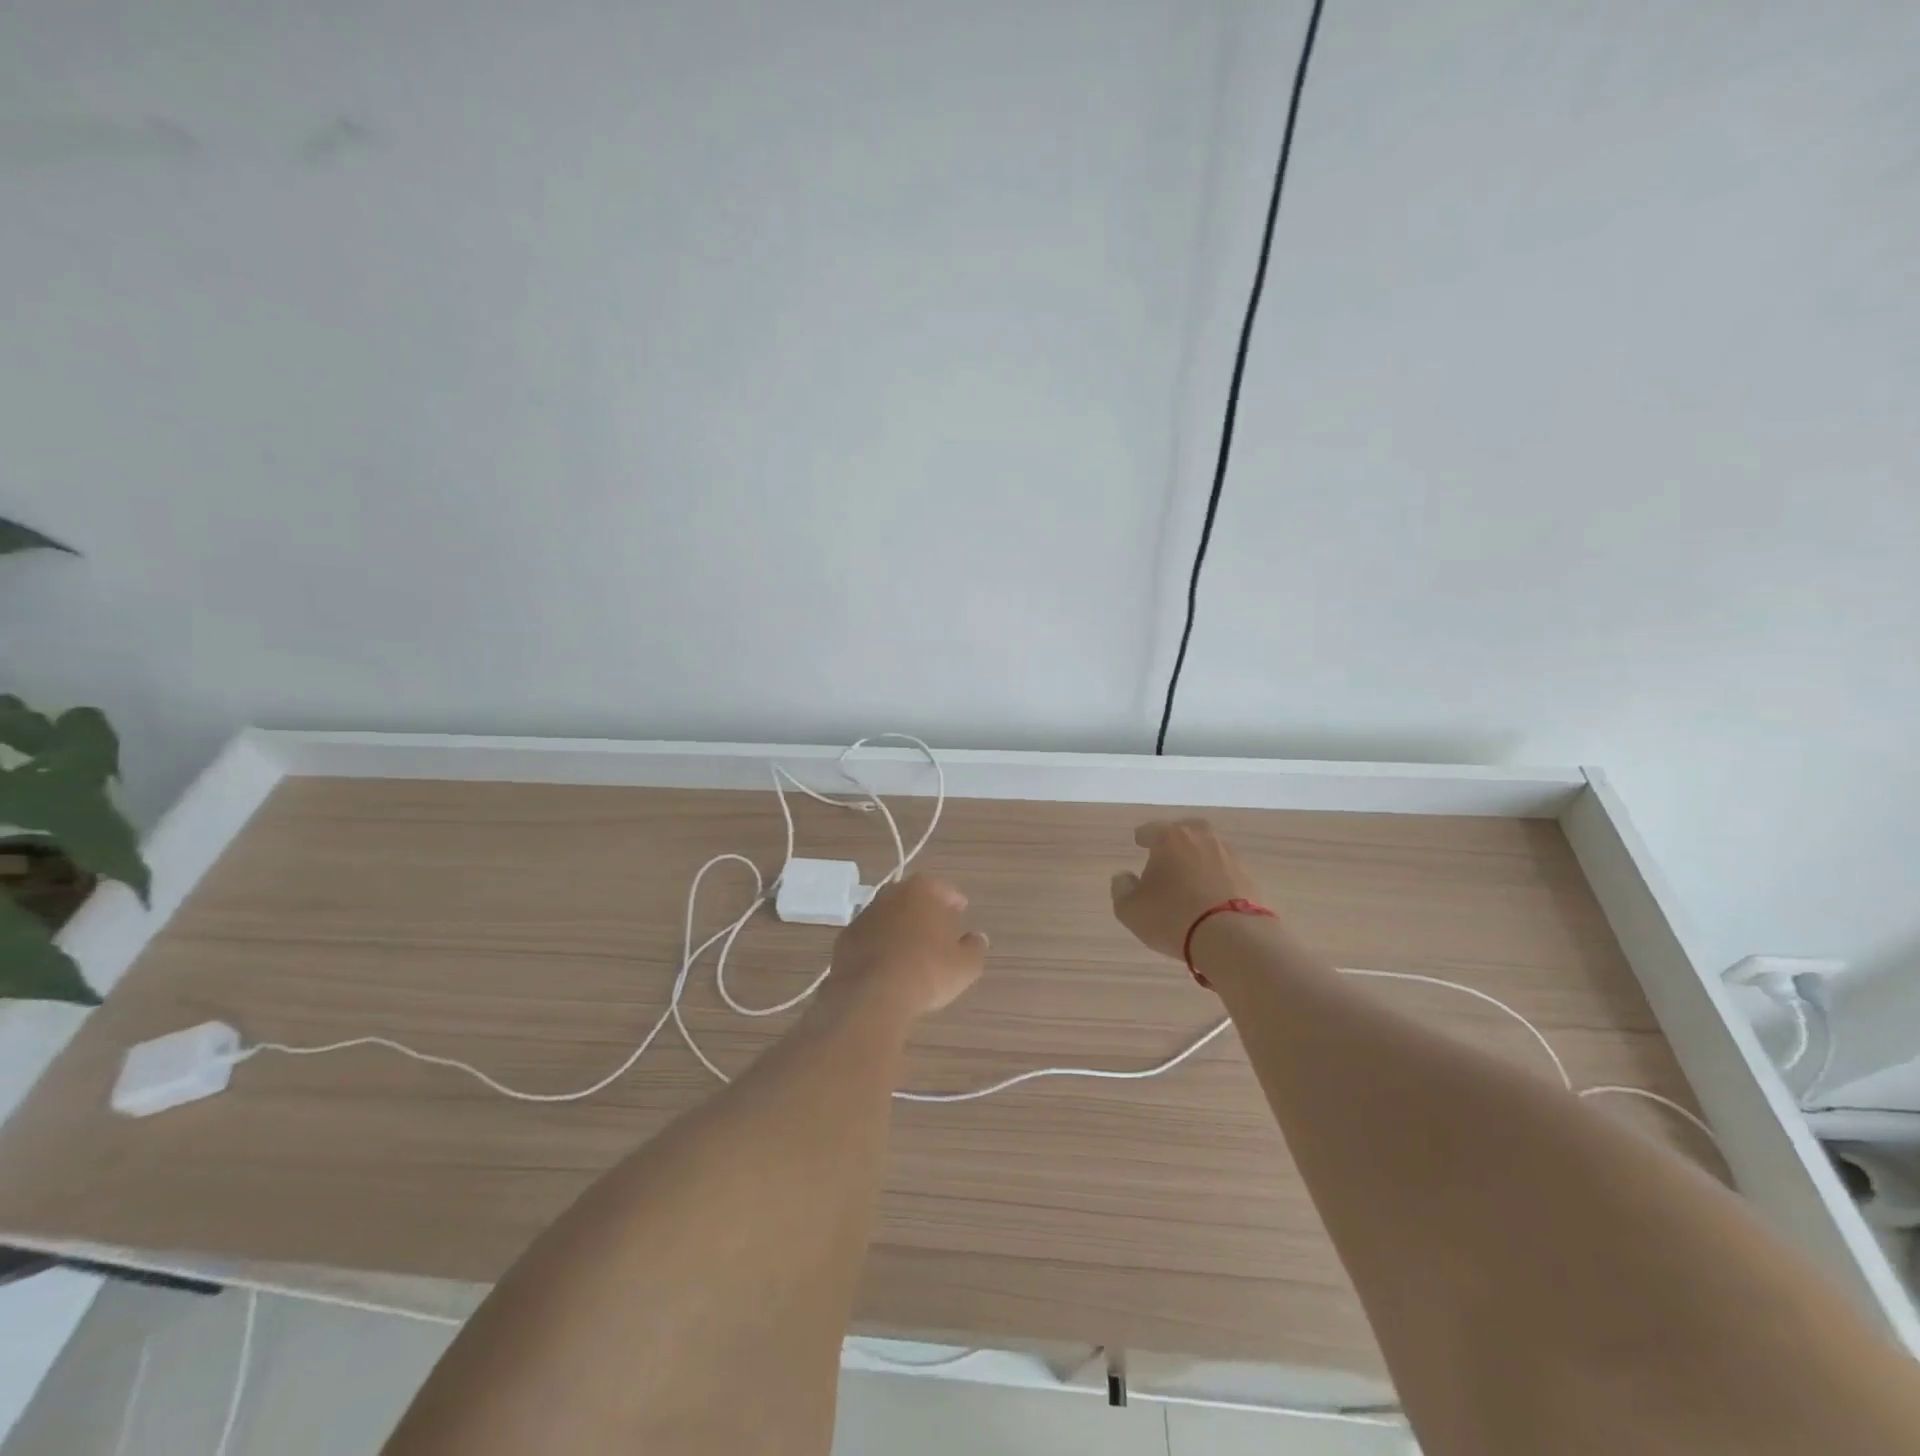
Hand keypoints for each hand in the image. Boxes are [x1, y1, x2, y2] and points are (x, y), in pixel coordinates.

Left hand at [824, 875, 988, 1020]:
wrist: (872, 995)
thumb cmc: (927, 972)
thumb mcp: (966, 965)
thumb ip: (975, 947)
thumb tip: (977, 937)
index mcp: (922, 890)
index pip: (943, 889)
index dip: (954, 902)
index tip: (960, 913)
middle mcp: (891, 894)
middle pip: (913, 898)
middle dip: (924, 911)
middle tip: (937, 931)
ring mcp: (865, 915)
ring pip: (889, 916)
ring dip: (899, 928)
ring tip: (911, 952)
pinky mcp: (845, 938)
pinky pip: (870, 937)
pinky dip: (879, 946)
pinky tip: (887, 966)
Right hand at [1110, 819, 1266, 959]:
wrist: (1233, 939)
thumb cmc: (1172, 917)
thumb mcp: (1131, 909)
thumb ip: (1122, 889)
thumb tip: (1124, 877)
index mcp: (1170, 838)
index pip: (1152, 829)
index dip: (1143, 836)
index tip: (1139, 841)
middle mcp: (1201, 839)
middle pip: (1186, 831)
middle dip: (1176, 839)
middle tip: (1167, 852)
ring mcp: (1229, 857)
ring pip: (1209, 850)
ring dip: (1198, 859)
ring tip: (1189, 877)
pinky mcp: (1249, 879)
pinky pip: (1226, 872)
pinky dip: (1216, 878)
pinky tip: (1210, 894)